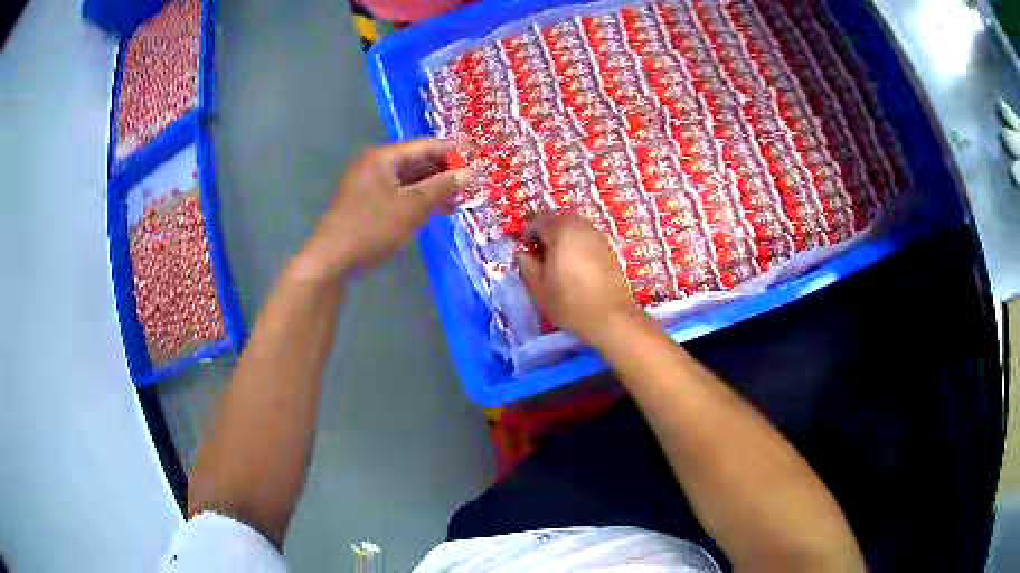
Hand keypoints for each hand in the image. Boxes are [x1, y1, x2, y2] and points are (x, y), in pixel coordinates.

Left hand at [294, 139, 471, 282]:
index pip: (425, 146)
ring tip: (457, 201)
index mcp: (383, 158)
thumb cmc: (372, 228)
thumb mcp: (411, 207)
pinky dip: (417, 200)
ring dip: (433, 188)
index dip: (453, 150)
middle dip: (444, 172)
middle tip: (470, 183)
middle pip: (417, 161)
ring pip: (409, 180)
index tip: (479, 155)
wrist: (332, 260)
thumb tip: (470, 172)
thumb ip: (441, 187)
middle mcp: (375, 165)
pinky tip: (434, 211)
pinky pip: (399, 194)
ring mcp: (369, 184)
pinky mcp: (368, 203)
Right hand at [517, 213, 644, 346]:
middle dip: (546, 232)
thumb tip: (522, 254)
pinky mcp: (609, 247)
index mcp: (561, 232)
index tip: (525, 250)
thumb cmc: (570, 304)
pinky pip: (587, 237)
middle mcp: (581, 227)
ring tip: (557, 259)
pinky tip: (575, 264)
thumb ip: (527, 266)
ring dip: (562, 237)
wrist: (611, 317)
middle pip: (558, 220)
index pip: (538, 221)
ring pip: (574, 227)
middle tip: (539, 253)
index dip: (528, 234)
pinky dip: (577, 243)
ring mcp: (598, 235)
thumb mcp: (539, 289)